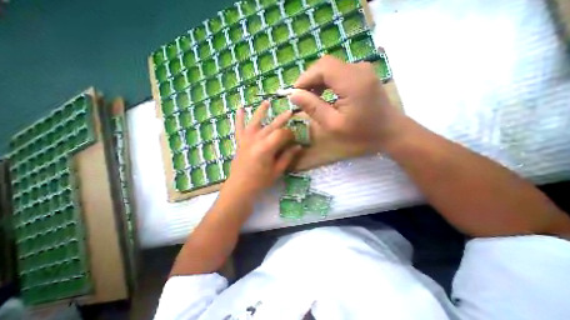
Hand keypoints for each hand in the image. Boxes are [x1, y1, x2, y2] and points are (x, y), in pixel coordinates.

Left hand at [224, 102, 301, 195]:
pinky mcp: (240, 142)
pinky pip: (239, 127)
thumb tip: (298, 147)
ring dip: (261, 111)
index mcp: (266, 147)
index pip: (282, 134)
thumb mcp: (277, 170)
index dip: (290, 134)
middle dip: (282, 119)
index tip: (295, 138)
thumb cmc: (260, 181)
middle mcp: (256, 139)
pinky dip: (239, 118)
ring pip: (255, 121)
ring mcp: (246, 139)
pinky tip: (239, 108)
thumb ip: (287, 157)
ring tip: (267, 102)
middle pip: (271, 126)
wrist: (240, 187)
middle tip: (290, 113)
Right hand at [291, 55, 409, 152]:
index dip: (305, 78)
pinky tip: (323, 95)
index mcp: (352, 81)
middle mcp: (358, 69)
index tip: (295, 94)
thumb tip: (294, 95)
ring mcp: (362, 69)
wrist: (390, 131)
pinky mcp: (362, 74)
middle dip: (310, 79)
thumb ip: (313, 108)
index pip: (322, 67)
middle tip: (301, 97)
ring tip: (310, 98)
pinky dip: (327, 82)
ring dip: (317, 81)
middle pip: (326, 64)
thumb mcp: (333, 124)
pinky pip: (339, 72)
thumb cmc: (362, 133)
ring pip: (331, 68)